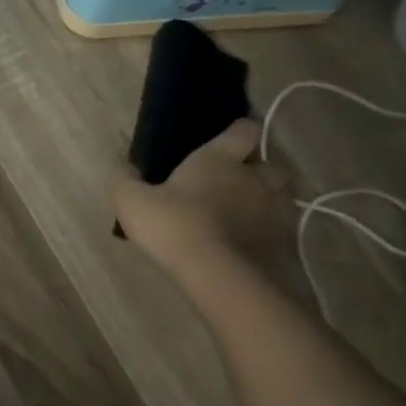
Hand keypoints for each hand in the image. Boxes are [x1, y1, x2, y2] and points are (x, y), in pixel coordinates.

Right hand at [110, 118, 292, 289]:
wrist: (219, 275)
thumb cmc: (174, 226)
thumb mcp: (132, 202)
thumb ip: (124, 181)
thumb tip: (122, 167)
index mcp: (220, 159)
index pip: (244, 130)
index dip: (239, 132)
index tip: (230, 140)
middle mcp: (254, 178)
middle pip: (271, 164)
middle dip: (259, 171)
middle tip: (236, 185)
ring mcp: (274, 211)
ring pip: (281, 197)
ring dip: (268, 202)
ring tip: (247, 217)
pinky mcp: (283, 244)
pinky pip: (281, 231)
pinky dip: (270, 234)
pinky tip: (251, 246)